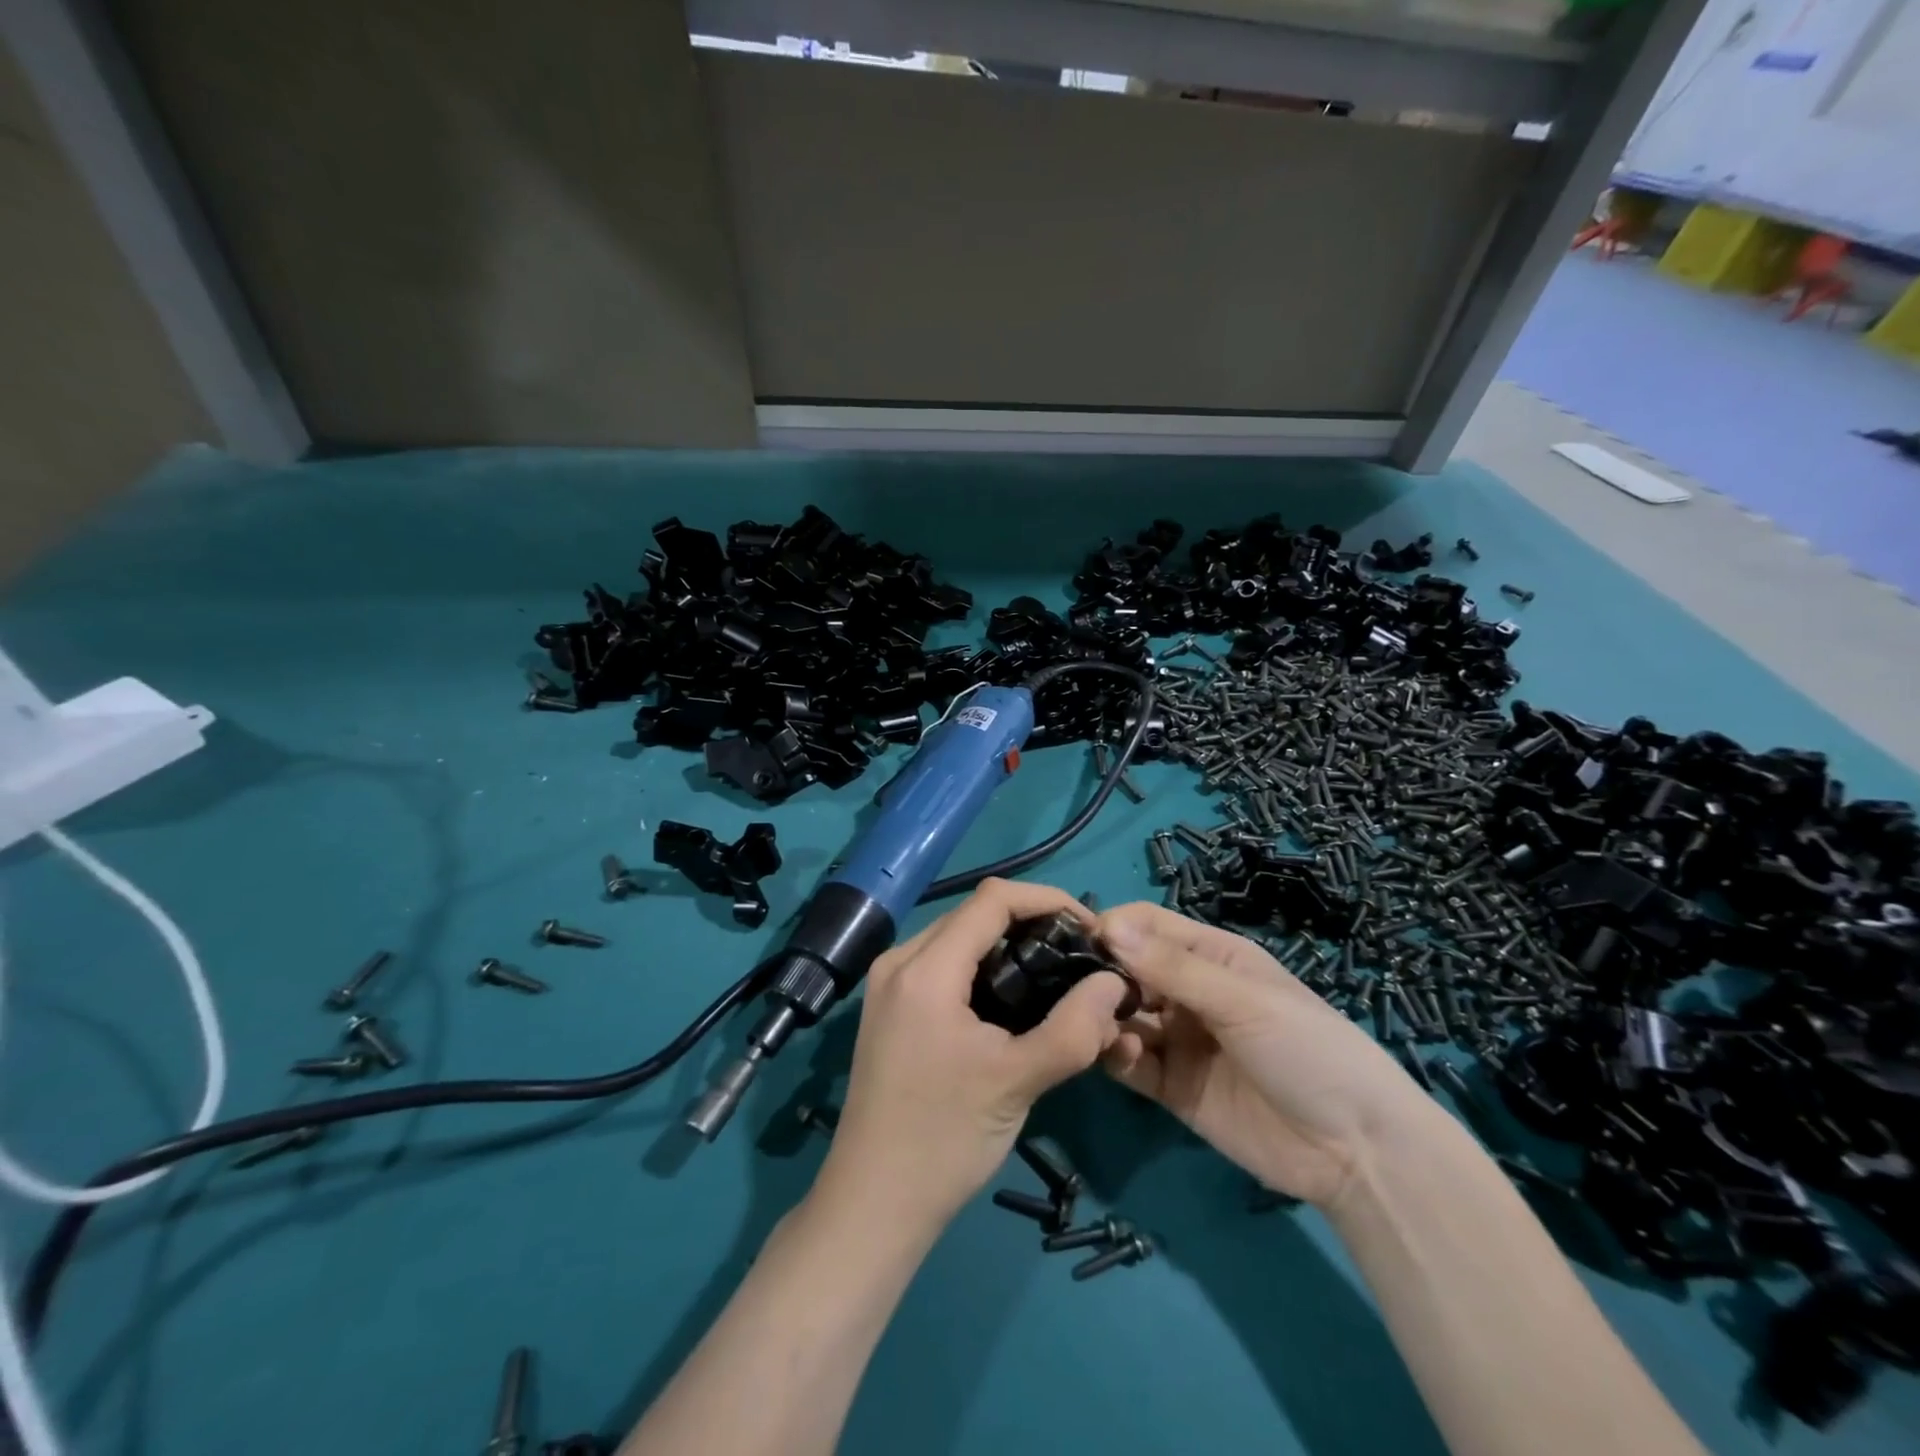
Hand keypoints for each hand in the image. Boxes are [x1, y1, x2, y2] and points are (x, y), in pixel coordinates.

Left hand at [815, 879, 1133, 1234]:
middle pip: (975, 915)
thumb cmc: (944, 1139)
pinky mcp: (890, 1008)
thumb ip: (1074, 1029)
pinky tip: (1013, 1001)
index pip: (993, 899)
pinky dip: (983, 969)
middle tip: (1078, 957)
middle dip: (1032, 924)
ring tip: (1054, 977)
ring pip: (959, 939)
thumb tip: (1114, 982)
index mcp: (925, 968)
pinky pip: (944, 966)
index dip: (1047, 900)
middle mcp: (900, 961)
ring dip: (1008, 947)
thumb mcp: (1018, 1082)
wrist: (872, 1204)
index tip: (1090, 929)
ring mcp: (889, 984)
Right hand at [1097, 903, 1432, 1208]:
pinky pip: (1130, 1063)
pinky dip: (1116, 1056)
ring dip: (1104, 1016)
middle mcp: (1188, 992)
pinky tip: (1119, 1057)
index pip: (1148, 925)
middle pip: (1128, 969)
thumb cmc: (1307, 1050)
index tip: (1079, 942)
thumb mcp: (1242, 1000)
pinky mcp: (1172, 1086)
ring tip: (1096, 1025)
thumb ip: (1173, 967)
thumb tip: (1108, 926)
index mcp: (1211, 956)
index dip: (1114, 928)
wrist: (1356, 1151)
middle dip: (1101, 975)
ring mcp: (1179, 1040)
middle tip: (1077, 990)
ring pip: (1123, 1015)